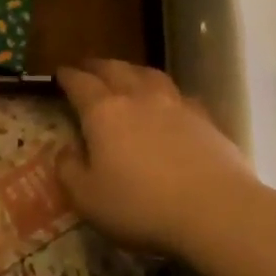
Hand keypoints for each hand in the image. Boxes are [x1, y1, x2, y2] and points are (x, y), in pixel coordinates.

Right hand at [55, 59, 256, 257]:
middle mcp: (138, 98)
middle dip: (98, 66)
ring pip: (149, 75)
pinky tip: (169, 103)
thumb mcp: (88, 198)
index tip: (60, 72)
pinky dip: (166, 93)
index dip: (67, 76)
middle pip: (115, 69)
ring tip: (127, 74)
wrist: (215, 210)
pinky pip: (180, 95)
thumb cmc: (141, 206)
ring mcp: (175, 105)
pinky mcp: (205, 119)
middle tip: (88, 67)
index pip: (80, 83)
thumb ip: (69, 171)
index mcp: (104, 112)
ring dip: (133, 71)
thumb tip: (64, 151)